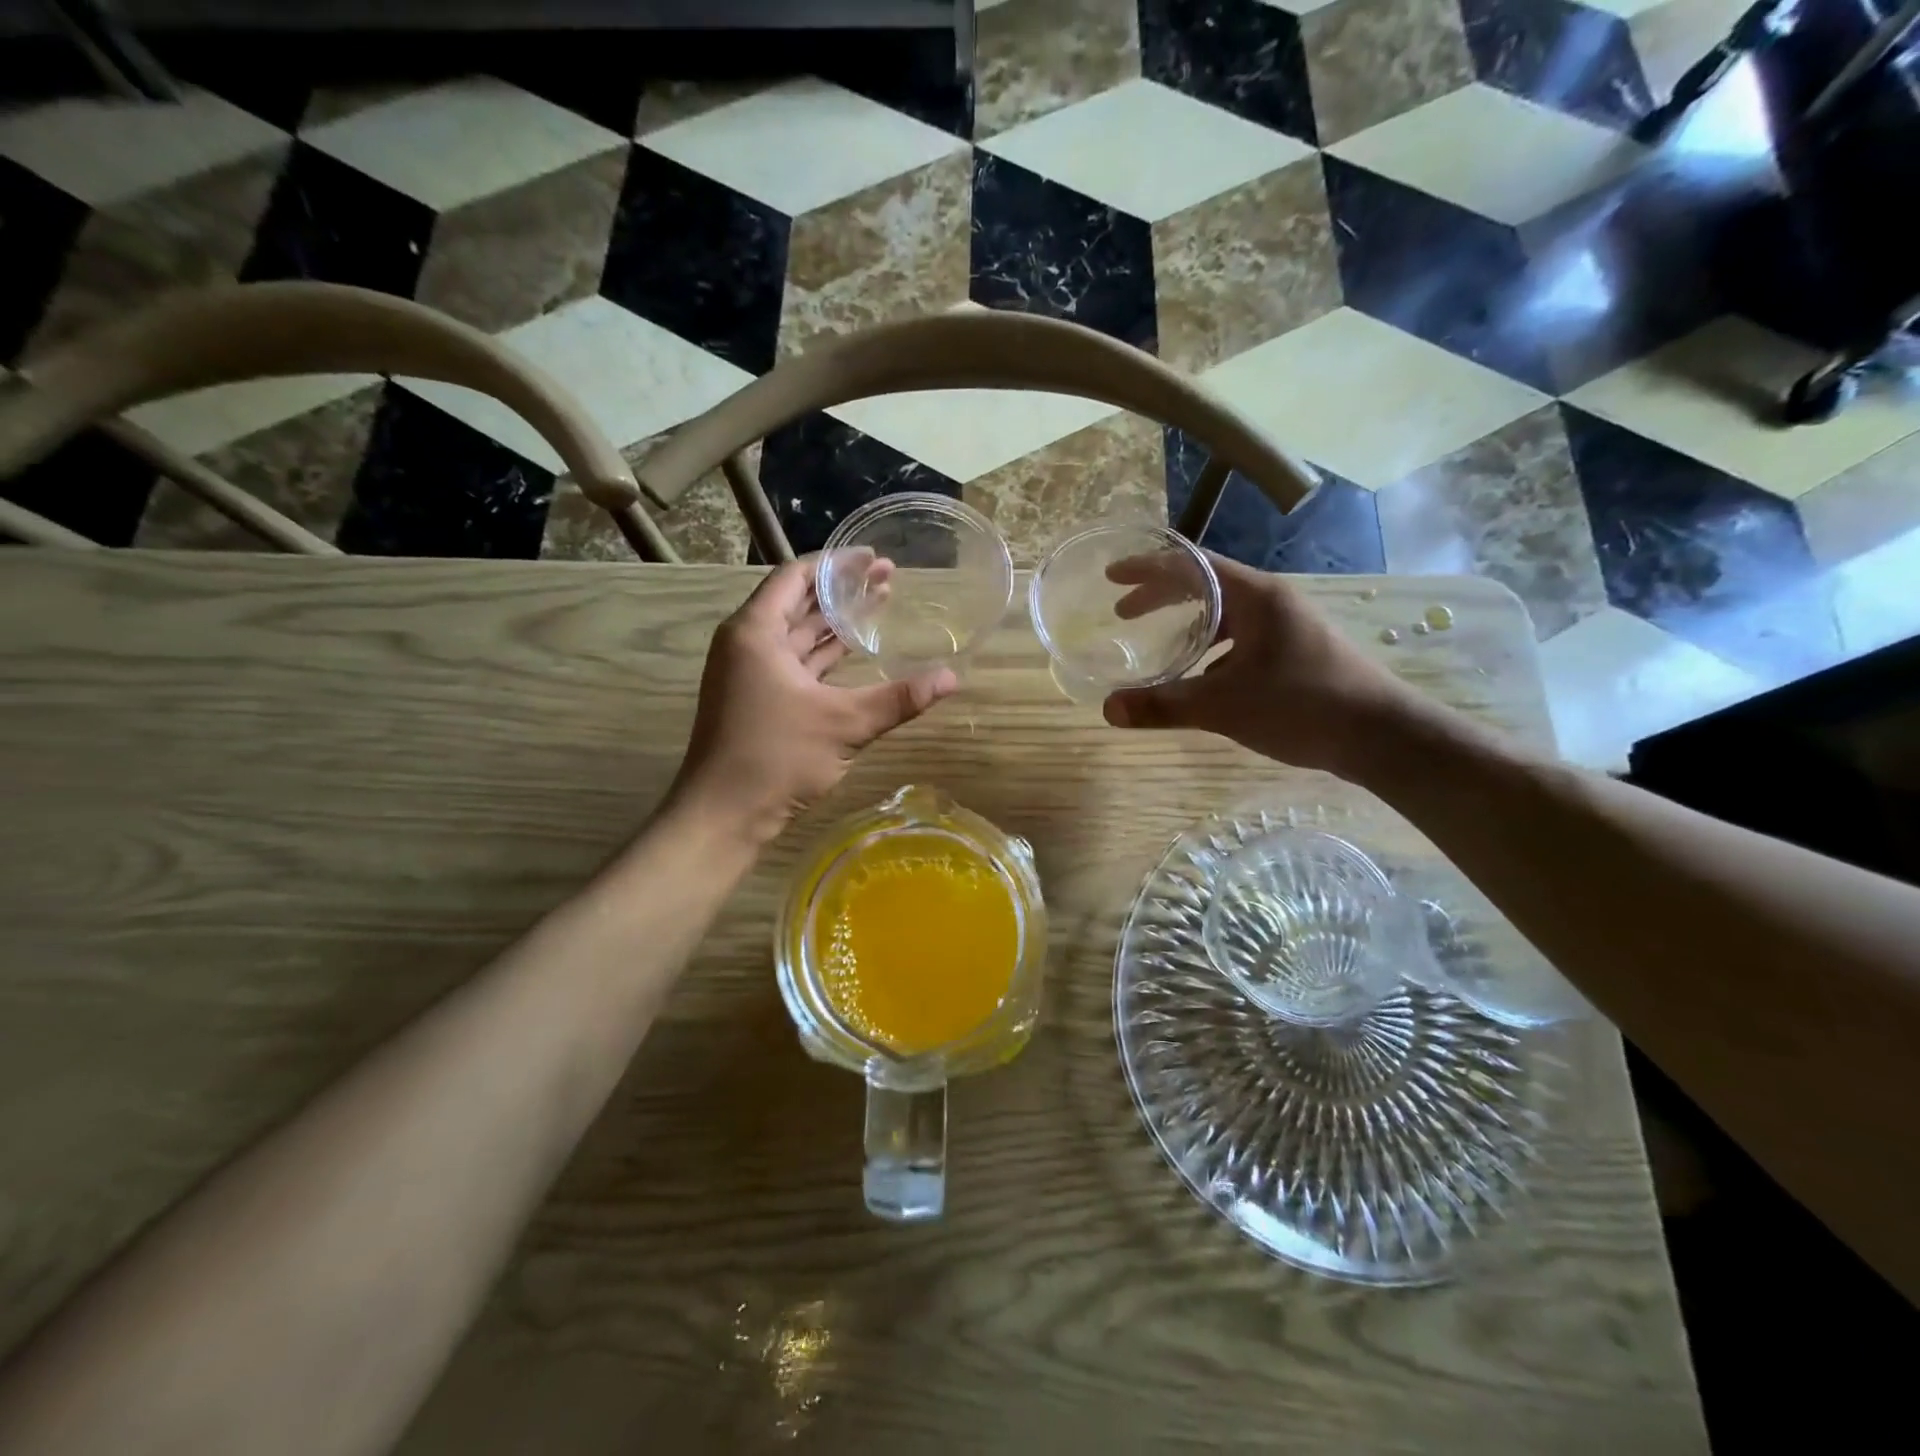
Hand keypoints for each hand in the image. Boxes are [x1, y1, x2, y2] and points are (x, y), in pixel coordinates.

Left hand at [670, 556, 957, 842]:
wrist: (723, 815)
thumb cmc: (776, 758)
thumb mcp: (844, 724)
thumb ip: (898, 699)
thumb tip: (952, 678)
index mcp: (756, 632)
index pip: (797, 577)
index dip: (837, 564)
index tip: (875, 558)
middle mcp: (747, 644)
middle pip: (798, 602)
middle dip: (843, 590)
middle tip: (889, 578)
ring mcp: (749, 673)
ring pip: (797, 634)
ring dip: (835, 622)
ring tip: (880, 605)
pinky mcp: (757, 699)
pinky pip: (795, 662)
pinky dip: (824, 655)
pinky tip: (854, 651)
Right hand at [1102, 551, 1429, 777]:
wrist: (1383, 736)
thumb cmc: (1303, 705)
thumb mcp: (1223, 706)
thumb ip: (1164, 706)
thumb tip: (1107, 709)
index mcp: (1255, 596)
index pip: (1191, 565)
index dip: (1148, 567)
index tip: (1111, 576)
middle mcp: (1271, 602)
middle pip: (1204, 586)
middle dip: (1160, 596)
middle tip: (1122, 612)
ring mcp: (1286, 627)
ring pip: (1223, 615)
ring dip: (1185, 625)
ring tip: (1155, 644)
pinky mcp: (1294, 653)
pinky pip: (1239, 640)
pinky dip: (1209, 650)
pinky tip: (1198, 678)